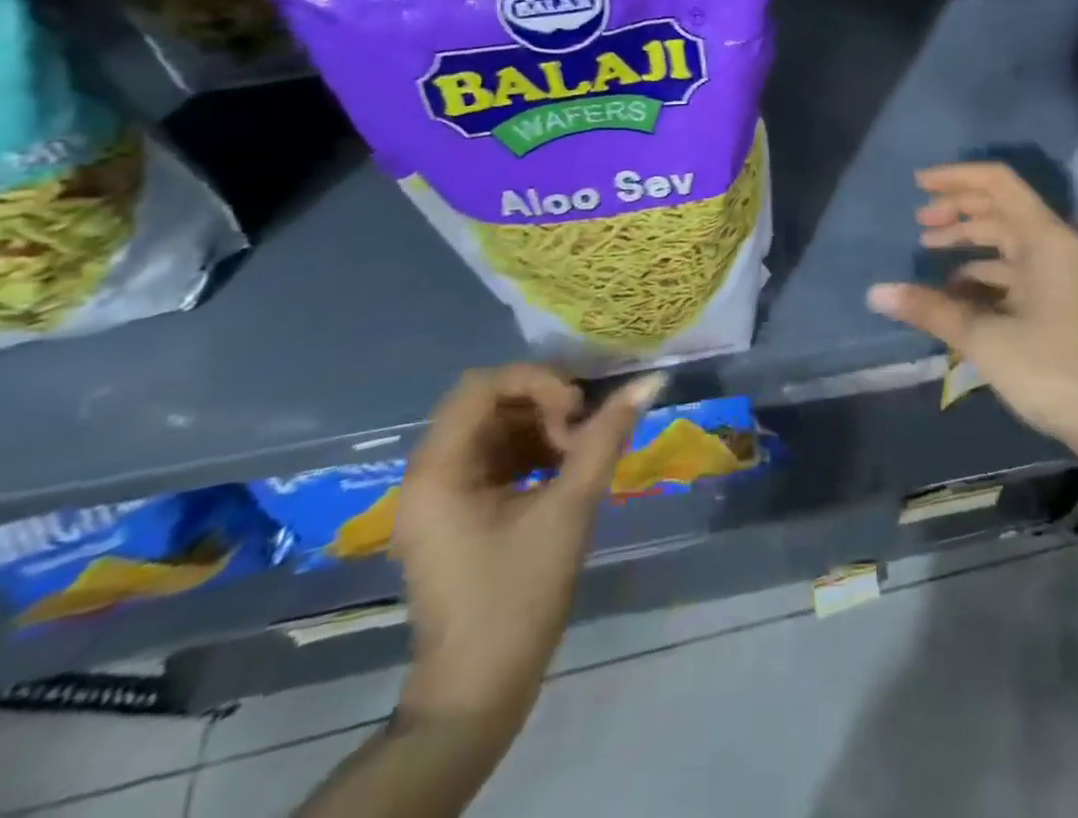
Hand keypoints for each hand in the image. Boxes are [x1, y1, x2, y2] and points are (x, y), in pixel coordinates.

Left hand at [394, 365, 664, 727]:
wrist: (477, 696)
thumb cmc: (517, 599)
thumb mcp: (569, 509)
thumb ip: (606, 438)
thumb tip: (649, 381)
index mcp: (438, 470)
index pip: (482, 386)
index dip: (536, 382)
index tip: (576, 410)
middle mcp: (428, 474)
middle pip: (487, 404)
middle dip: (541, 406)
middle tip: (581, 431)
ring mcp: (439, 497)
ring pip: (494, 430)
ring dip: (540, 429)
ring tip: (579, 453)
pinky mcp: (456, 515)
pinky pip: (494, 460)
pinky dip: (531, 454)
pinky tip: (565, 472)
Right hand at [866, 163, 1077, 470]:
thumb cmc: (1052, 369)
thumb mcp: (984, 338)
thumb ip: (930, 309)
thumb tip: (875, 293)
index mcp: (1045, 239)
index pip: (998, 183)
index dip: (956, 178)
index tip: (918, 184)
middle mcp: (1055, 246)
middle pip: (1001, 209)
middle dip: (957, 210)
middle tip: (918, 222)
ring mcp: (1060, 273)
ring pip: (1007, 240)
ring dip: (968, 241)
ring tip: (928, 251)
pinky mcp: (1060, 299)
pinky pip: (1015, 270)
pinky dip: (983, 272)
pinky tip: (955, 290)